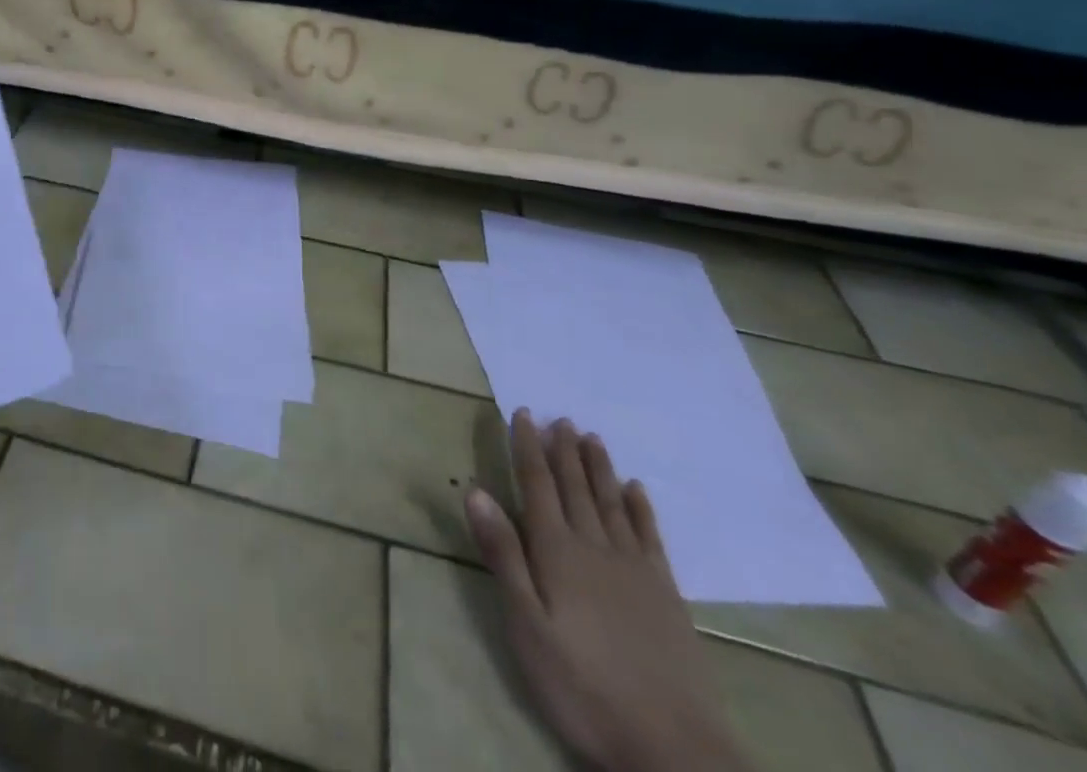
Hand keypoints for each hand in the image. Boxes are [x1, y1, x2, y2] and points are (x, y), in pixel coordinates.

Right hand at [465, 412, 750, 771]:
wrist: (674, 750)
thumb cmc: (582, 686)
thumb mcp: (526, 626)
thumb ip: (502, 555)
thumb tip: (475, 489)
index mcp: (556, 551)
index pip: (536, 484)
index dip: (527, 446)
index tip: (523, 413)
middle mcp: (594, 547)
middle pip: (575, 486)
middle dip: (563, 449)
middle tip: (559, 416)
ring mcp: (635, 569)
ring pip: (611, 503)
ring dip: (598, 468)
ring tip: (591, 437)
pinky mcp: (666, 594)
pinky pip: (649, 537)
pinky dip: (640, 508)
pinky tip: (636, 489)